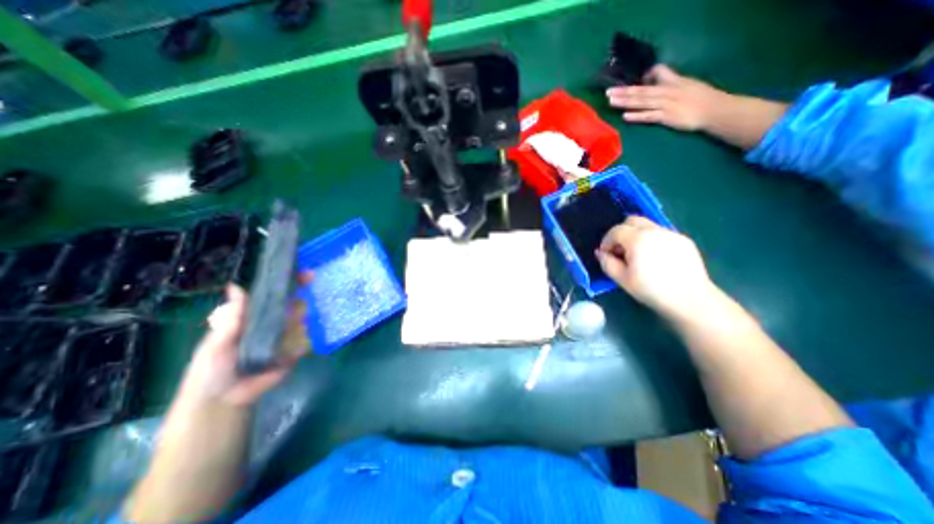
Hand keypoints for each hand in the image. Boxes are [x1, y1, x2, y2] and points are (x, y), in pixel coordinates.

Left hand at [182, 283, 308, 405]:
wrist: (223, 398)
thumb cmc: (213, 366)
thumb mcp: (216, 341)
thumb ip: (230, 317)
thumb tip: (235, 286)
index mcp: (258, 314)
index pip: (280, 293)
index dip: (294, 282)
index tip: (308, 275)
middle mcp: (277, 320)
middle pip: (298, 305)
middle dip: (298, 308)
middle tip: (289, 319)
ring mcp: (288, 335)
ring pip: (304, 323)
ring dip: (296, 330)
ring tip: (276, 346)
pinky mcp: (296, 351)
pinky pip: (305, 343)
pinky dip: (297, 348)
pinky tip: (283, 357)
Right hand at [593, 214, 717, 320]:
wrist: (691, 300)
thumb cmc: (651, 290)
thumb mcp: (622, 279)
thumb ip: (607, 263)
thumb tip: (601, 253)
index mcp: (638, 239)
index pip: (615, 230)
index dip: (606, 241)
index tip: (606, 254)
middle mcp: (655, 231)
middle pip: (632, 221)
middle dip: (621, 233)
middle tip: (620, 251)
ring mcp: (672, 234)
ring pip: (647, 226)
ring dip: (636, 236)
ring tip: (637, 256)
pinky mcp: (684, 240)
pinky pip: (661, 234)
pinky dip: (652, 240)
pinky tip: (655, 258)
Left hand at [610, 63, 732, 130]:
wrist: (714, 110)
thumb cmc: (700, 98)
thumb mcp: (686, 84)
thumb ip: (669, 82)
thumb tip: (653, 79)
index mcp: (673, 82)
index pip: (657, 73)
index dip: (641, 78)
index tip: (624, 81)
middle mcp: (667, 91)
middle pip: (642, 91)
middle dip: (624, 91)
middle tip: (608, 92)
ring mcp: (666, 105)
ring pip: (642, 102)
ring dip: (626, 101)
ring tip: (611, 101)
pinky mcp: (667, 117)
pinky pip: (649, 116)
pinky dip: (637, 115)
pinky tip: (625, 115)